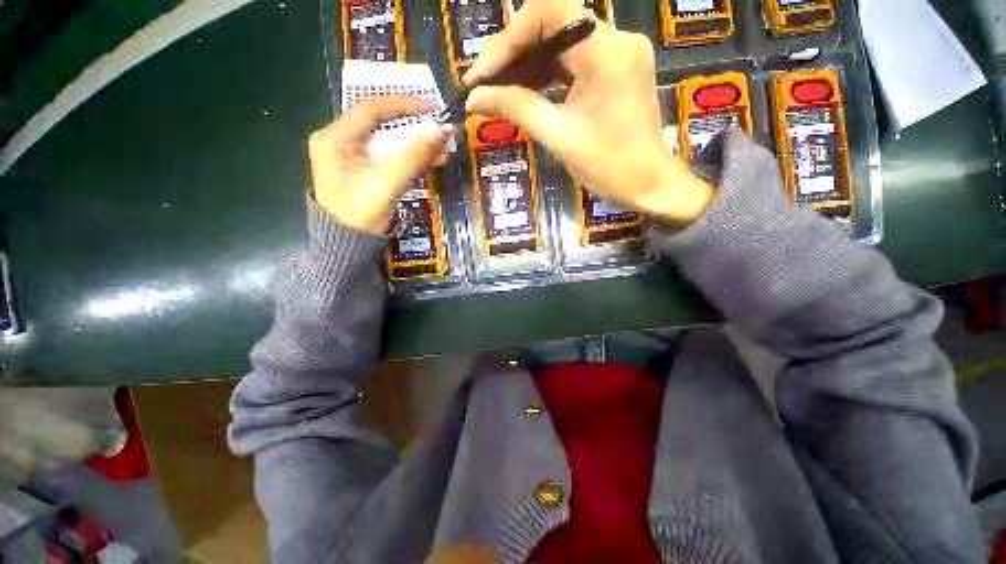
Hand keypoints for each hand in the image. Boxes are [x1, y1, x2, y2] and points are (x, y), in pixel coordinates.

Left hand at [308, 97, 451, 233]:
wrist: (349, 246)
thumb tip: (441, 132)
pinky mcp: (364, 171)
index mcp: (335, 138)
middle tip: (440, 134)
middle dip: (414, 130)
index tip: (432, 110)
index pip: (371, 108)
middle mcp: (340, 141)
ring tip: (441, 152)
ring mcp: (351, 157)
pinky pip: (390, 158)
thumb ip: (413, 156)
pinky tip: (430, 161)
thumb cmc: (360, 215)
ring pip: (389, 143)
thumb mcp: (386, 183)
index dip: (404, 105)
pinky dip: (410, 159)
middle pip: (382, 125)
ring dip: (416, 146)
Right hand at [464, 0, 712, 225]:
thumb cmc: (610, 167)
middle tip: (481, 84)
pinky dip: (544, 75)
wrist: (649, 184)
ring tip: (494, 92)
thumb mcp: (559, 138)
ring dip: (524, 66)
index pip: (548, 14)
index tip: (481, 73)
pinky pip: (571, 62)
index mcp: (605, 53)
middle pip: (551, 26)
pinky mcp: (614, 69)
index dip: (508, 39)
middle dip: (512, 54)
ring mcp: (616, 53)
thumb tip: (474, 97)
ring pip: (559, 44)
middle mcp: (614, 39)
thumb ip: (517, 109)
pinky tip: (521, 92)